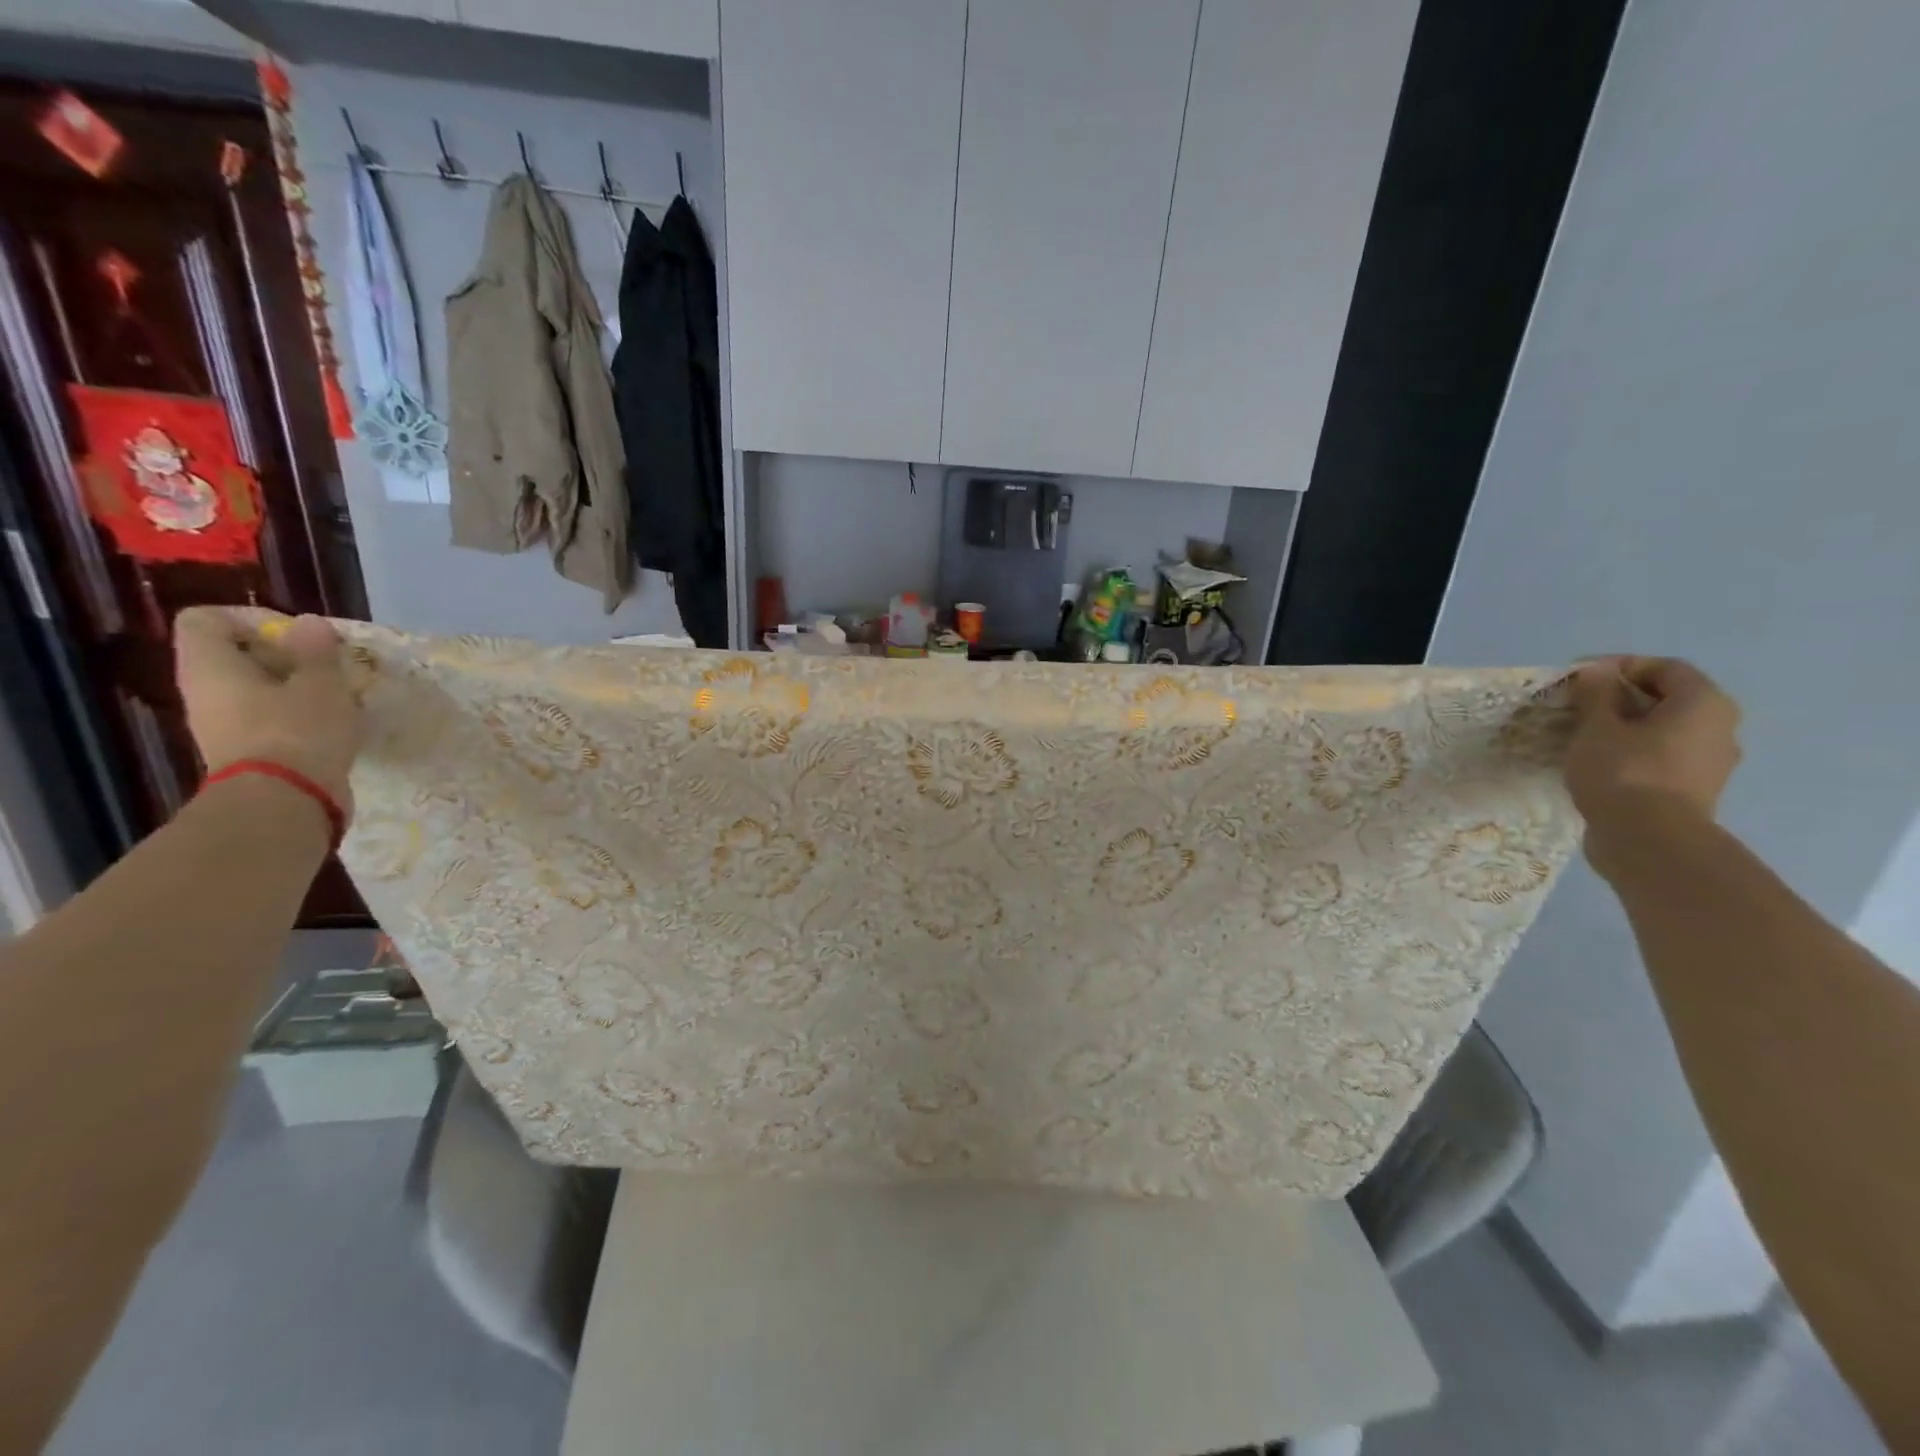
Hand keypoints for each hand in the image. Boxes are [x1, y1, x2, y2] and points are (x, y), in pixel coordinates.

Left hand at [173, 607, 362, 817]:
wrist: (285, 802)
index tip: (298, 636)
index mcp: (210, 666)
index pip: (207, 620)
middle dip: (285, 655)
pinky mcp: (246, 751)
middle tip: (327, 666)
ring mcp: (222, 725)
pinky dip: (298, 715)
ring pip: (255, 689)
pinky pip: (268, 718)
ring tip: (337, 695)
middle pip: (235, 655)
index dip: (251, 618)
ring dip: (296, 686)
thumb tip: (308, 624)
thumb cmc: (298, 731)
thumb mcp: (321, 683)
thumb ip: (316, 650)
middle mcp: (204, 692)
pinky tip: (333, 724)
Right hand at [1565, 656, 1742, 866]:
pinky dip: (1632, 751)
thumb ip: (1597, 695)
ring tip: (1583, 735)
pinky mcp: (1693, 789)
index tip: (1579, 678)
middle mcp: (1719, 727)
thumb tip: (1597, 672)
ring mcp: (1710, 762)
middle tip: (1578, 706)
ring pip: (1664, 730)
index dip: (1620, 666)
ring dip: (1626, 727)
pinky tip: (1599, 762)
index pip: (1664, 668)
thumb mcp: (1598, 727)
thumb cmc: (1624, 771)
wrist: (1649, 840)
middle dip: (1621, 698)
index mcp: (1703, 703)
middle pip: (1668, 699)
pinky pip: (1662, 757)